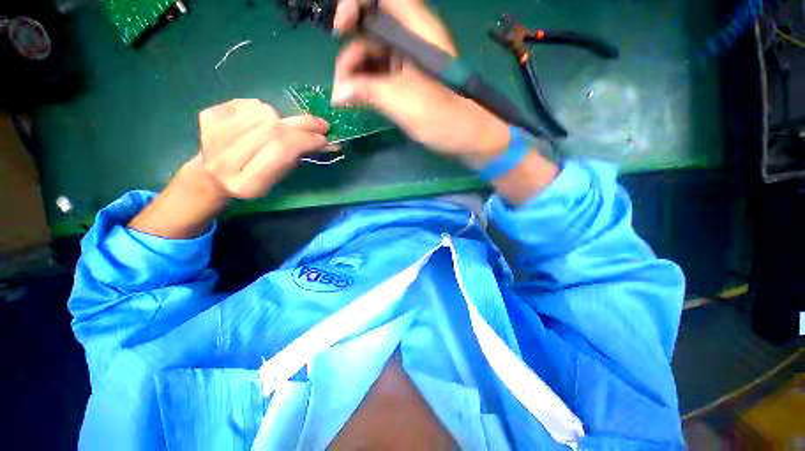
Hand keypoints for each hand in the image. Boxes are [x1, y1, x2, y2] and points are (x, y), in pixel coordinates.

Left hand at [198, 99, 331, 198]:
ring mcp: (214, 133)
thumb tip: (323, 141)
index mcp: (247, 182)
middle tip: (321, 125)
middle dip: (303, 125)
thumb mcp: (277, 179)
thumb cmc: (254, 181)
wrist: (213, 174)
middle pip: (273, 129)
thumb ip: (295, 159)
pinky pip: (249, 103)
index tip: (324, 139)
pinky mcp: (209, 114)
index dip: (306, 140)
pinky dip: (263, 111)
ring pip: (263, 112)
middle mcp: (226, 158)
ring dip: (282, 119)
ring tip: (281, 129)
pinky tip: (260, 123)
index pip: (281, 150)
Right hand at [331, 0, 509, 165]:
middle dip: (351, 54)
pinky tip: (358, 99)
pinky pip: (382, 73)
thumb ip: (367, 92)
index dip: (355, 4)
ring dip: (357, 74)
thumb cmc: (440, 117)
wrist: (466, 136)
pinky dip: (368, 85)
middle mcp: (412, 39)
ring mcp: (410, 60)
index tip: (341, 28)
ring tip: (347, 98)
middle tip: (341, 85)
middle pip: (371, 30)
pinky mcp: (409, 79)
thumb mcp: (401, 102)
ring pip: (374, 55)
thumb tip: (337, 94)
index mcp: (417, 31)